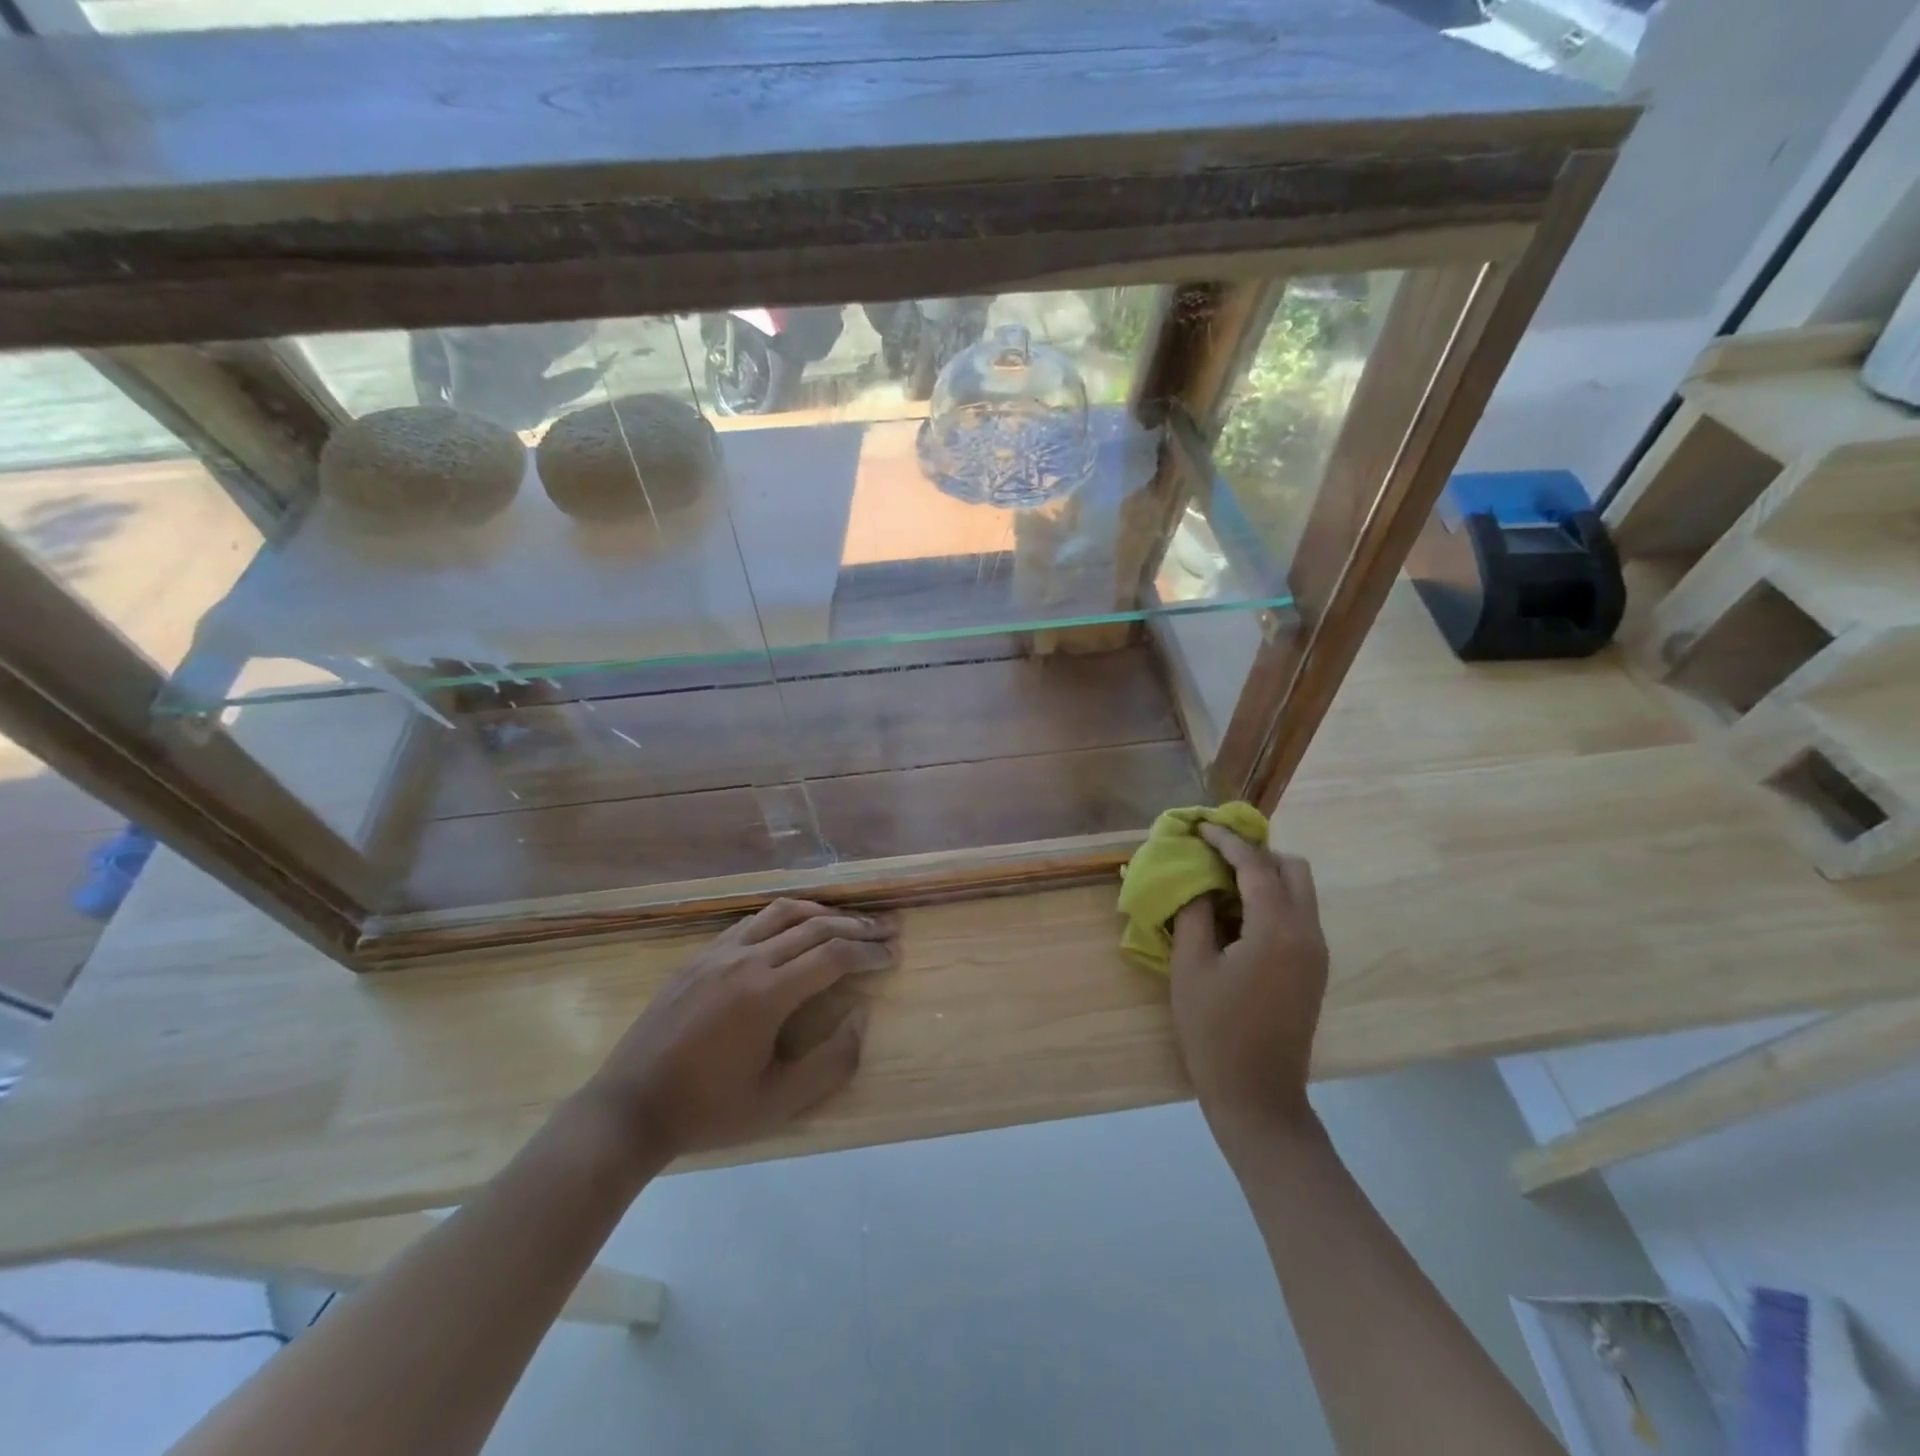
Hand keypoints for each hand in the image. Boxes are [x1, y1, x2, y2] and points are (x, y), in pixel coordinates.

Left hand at [582, 899, 900, 1168]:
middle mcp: (745, 960)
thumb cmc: (708, 1111)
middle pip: (815, 926)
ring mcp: (718, 952)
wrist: (628, 1108)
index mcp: (766, 994)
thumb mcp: (778, 1103)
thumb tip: (862, 1015)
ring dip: (824, 912)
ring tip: (850, 921)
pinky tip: (796, 929)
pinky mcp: (700, 956)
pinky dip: (786, 917)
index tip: (894, 955)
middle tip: (888, 929)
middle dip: (858, 926)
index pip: (833, 956)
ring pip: (783, 912)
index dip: (870, 953)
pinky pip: (753, 921)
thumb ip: (832, 1061)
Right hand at [1170, 827, 1328, 1150]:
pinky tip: (1237, 915)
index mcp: (1277, 930)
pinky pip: (1298, 916)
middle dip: (1256, 853)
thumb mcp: (1191, 966)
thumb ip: (1194, 914)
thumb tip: (1198, 883)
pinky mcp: (1313, 970)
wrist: (1258, 1095)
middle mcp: (1307, 933)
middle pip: (1293, 869)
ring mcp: (1316, 953)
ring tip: (1221, 882)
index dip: (1226, 841)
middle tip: (1215, 855)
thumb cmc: (1215, 1031)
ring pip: (1300, 892)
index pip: (1256, 865)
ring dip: (1265, 877)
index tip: (1200, 828)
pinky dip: (1272, 901)